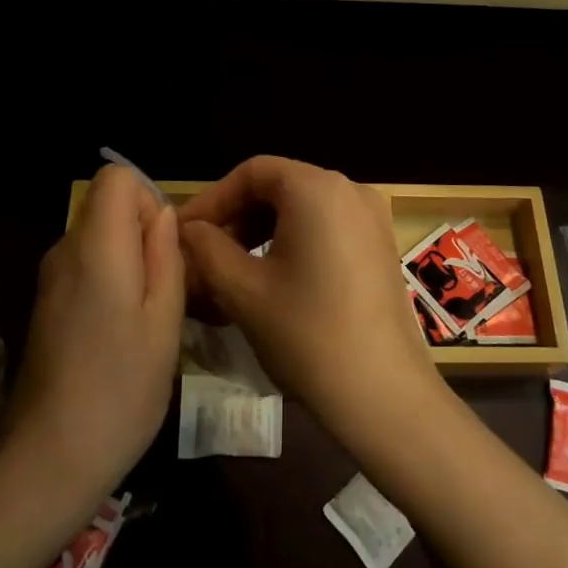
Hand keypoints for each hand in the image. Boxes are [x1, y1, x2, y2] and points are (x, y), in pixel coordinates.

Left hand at [3, 164, 183, 515]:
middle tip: (168, 287)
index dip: (147, 198)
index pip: (115, 177)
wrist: (49, 460)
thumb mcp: (165, 322)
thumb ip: (166, 256)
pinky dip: (112, 279)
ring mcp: (50, 279)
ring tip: (152, 314)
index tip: (166, 247)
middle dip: (143, 231)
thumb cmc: (121, 390)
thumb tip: (163, 214)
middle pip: (107, 205)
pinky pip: (86, 265)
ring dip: (130, 258)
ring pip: (99, 236)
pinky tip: (124, 331)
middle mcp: (65, 251)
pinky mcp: (46, 304)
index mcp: (97, 247)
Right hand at [178, 156, 439, 441]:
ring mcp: (372, 217)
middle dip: (237, 217)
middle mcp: (351, 189)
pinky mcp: (381, 246)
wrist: (384, 396)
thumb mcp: (244, 291)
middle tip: (203, 255)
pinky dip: (294, 242)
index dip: (213, 199)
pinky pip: (327, 227)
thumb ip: (207, 249)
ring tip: (231, 270)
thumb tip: (188, 230)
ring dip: (262, 232)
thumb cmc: (307, 336)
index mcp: (317, 188)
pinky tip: (272, 279)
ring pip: (303, 208)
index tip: (183, 234)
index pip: (253, 172)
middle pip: (279, 186)